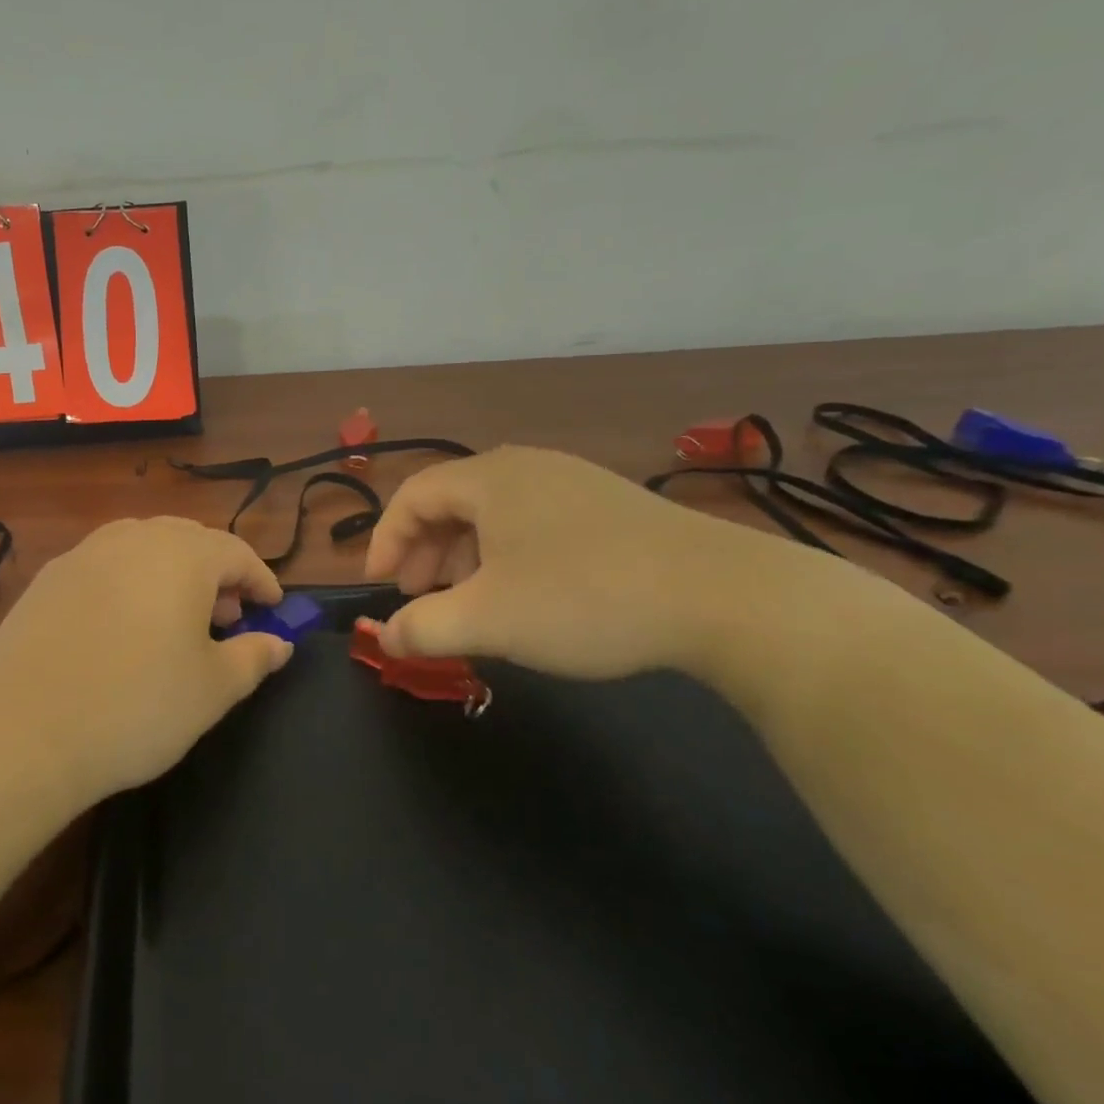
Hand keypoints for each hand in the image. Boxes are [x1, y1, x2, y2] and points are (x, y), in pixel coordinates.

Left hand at [0, 517, 292, 803]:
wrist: (25, 733)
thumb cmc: (137, 707)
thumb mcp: (213, 689)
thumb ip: (254, 657)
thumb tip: (279, 643)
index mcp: (182, 556)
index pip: (236, 553)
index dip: (261, 580)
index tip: (274, 610)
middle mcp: (134, 539)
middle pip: (190, 540)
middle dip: (217, 573)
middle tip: (227, 619)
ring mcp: (85, 553)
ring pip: (143, 545)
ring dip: (171, 572)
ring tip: (175, 619)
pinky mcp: (48, 577)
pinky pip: (105, 564)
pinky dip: (129, 581)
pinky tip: (122, 625)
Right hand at [364, 445, 790, 681]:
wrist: (723, 596)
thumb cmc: (583, 598)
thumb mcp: (487, 620)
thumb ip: (422, 628)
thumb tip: (384, 636)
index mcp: (488, 478)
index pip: (412, 496)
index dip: (384, 541)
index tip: (379, 588)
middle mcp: (526, 467)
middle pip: (451, 502)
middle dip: (424, 552)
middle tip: (419, 599)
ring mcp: (573, 482)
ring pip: (494, 515)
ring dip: (465, 557)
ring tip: (469, 603)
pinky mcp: (609, 506)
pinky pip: (534, 523)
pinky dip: (508, 556)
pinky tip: (526, 596)